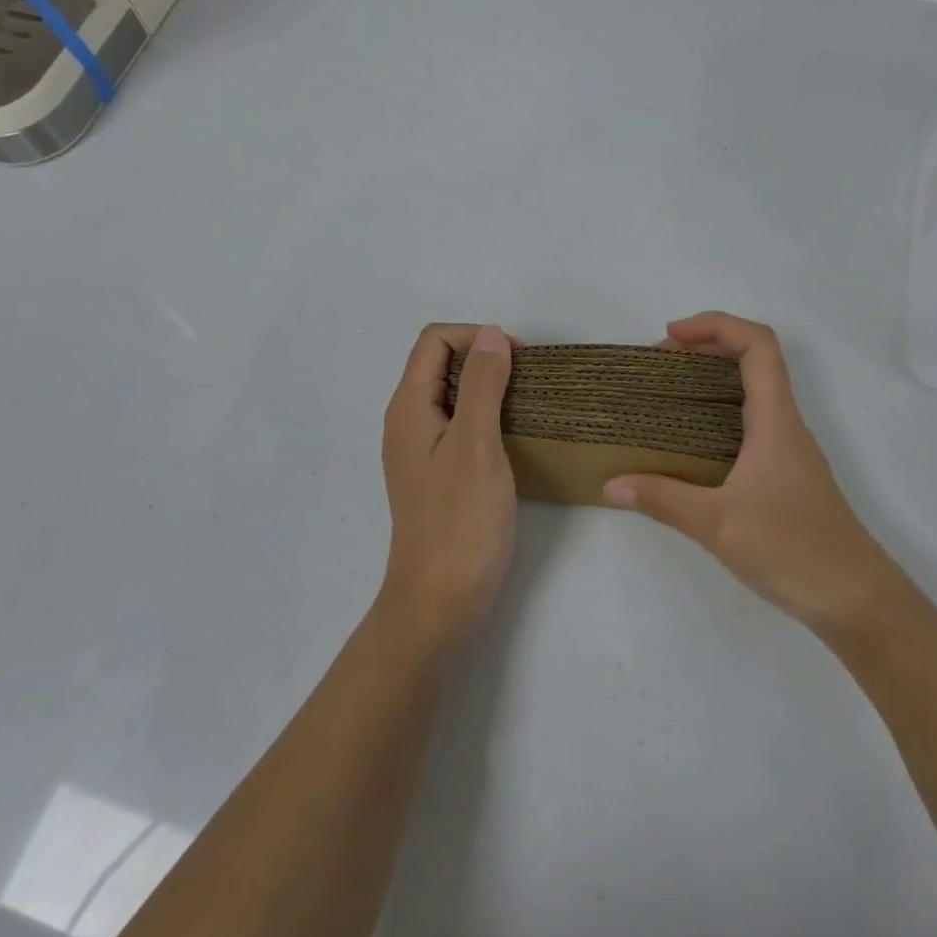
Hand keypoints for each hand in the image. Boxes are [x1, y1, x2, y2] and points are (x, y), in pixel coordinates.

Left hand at [378, 323, 517, 651]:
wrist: (440, 602)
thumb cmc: (460, 520)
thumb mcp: (476, 443)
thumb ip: (482, 384)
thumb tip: (492, 334)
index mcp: (409, 406)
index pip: (435, 340)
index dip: (476, 336)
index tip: (518, 359)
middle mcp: (408, 421)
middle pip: (441, 363)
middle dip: (484, 358)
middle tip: (528, 380)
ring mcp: (421, 449)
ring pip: (453, 394)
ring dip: (489, 387)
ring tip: (527, 404)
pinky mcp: (437, 473)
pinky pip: (460, 424)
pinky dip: (487, 416)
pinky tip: (514, 435)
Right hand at [604, 312, 894, 636]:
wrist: (860, 603)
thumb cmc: (794, 550)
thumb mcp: (717, 525)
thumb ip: (662, 500)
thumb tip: (611, 484)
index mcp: (775, 419)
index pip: (757, 344)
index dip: (715, 325)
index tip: (670, 337)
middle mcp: (786, 425)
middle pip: (755, 359)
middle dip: (706, 346)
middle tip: (660, 363)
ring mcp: (790, 450)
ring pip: (755, 390)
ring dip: (714, 377)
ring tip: (669, 393)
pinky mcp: (787, 475)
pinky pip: (752, 421)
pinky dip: (720, 411)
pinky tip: (693, 443)